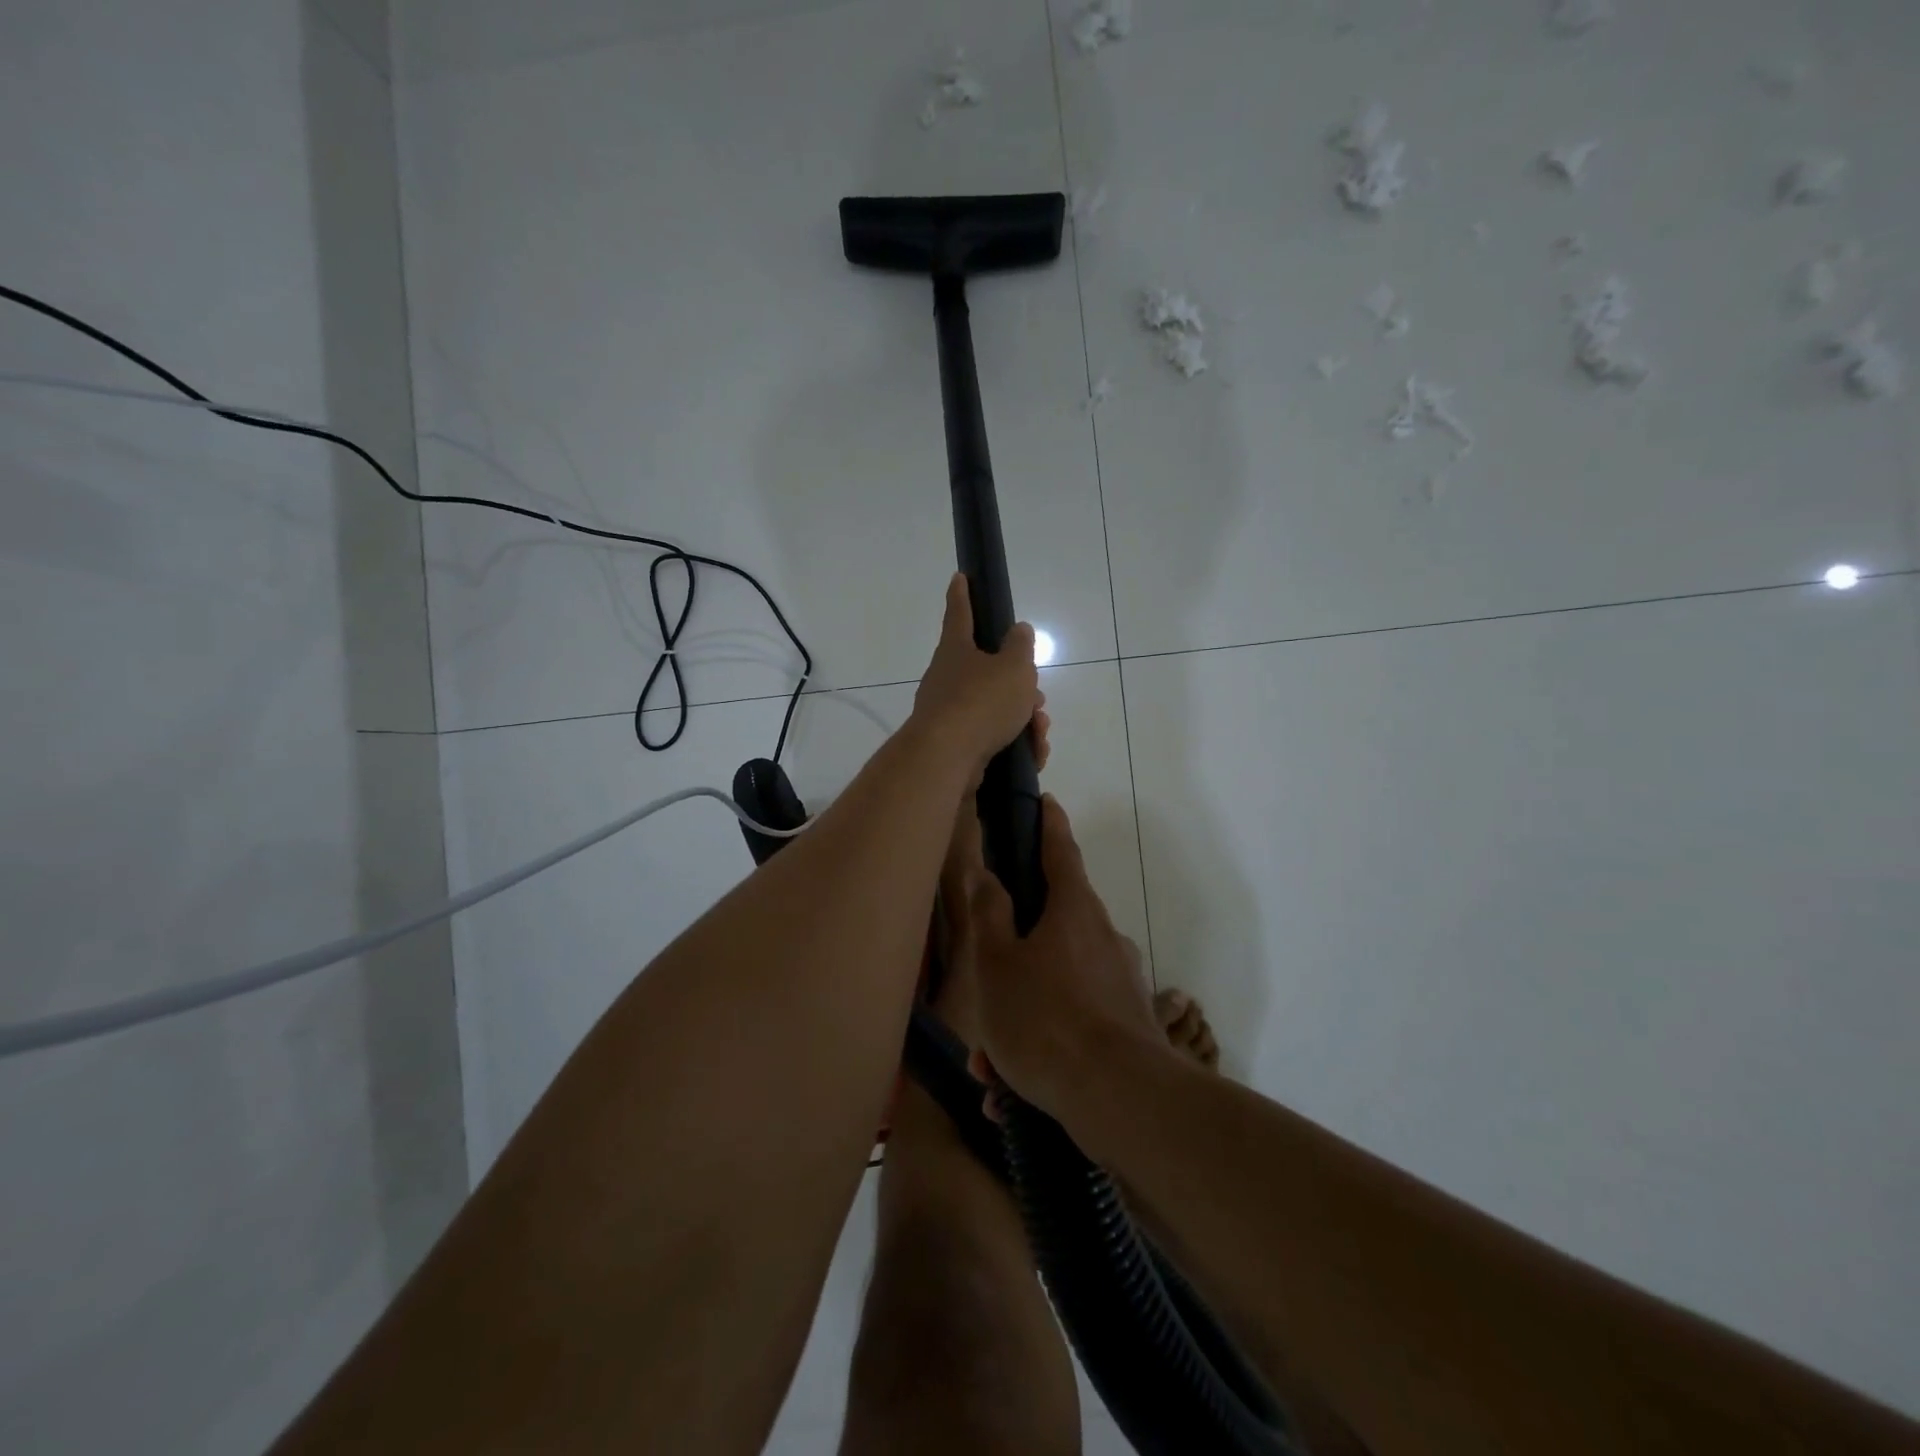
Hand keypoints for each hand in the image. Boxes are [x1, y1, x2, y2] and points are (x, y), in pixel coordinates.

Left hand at [911, 573, 1043, 781]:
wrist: (948, 759)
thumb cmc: (982, 701)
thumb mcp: (1013, 667)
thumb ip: (1020, 647)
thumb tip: (1018, 630)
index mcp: (956, 649)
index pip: (960, 613)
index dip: (962, 594)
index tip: (959, 577)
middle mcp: (947, 678)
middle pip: (988, 671)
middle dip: (1018, 684)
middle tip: (1037, 697)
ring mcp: (949, 713)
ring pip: (995, 708)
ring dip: (1023, 718)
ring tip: (1039, 731)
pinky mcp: (956, 745)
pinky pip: (993, 737)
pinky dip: (1016, 743)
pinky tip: (1033, 753)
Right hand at [963, 795, 1163, 1121]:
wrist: (1120, 1098)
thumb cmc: (1045, 1018)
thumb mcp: (996, 964)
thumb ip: (989, 915)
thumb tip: (988, 874)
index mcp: (1073, 909)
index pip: (1059, 849)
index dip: (1048, 824)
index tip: (1046, 802)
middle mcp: (1102, 935)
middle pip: (1052, 927)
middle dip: (1013, 955)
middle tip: (983, 992)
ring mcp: (1119, 980)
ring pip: (1056, 984)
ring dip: (1021, 1015)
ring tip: (991, 1068)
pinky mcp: (1128, 1022)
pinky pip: (1072, 1021)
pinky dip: (1042, 1044)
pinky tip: (1013, 1090)